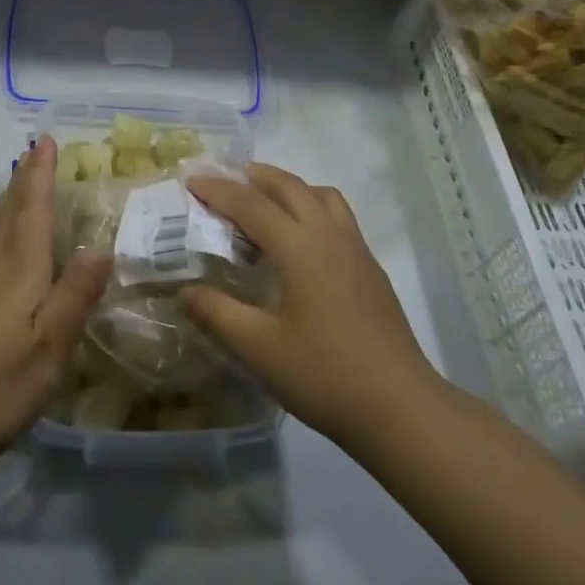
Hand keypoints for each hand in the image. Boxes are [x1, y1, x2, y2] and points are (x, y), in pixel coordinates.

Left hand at [0, 136, 109, 464]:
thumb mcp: (51, 345)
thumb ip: (76, 294)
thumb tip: (101, 246)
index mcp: (19, 270)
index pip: (33, 210)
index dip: (40, 175)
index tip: (46, 140)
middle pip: (9, 212)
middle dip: (24, 178)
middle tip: (37, 150)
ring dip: (11, 198)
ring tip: (23, 180)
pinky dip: (4, 226)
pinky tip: (6, 241)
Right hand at [182, 164, 438, 450]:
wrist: (400, 407)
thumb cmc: (324, 375)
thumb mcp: (258, 349)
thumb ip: (217, 313)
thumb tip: (184, 289)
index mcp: (299, 246)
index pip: (251, 204)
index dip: (218, 190)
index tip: (191, 181)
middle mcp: (329, 235)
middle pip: (290, 187)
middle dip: (256, 177)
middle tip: (226, 181)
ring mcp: (356, 250)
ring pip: (321, 196)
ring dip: (290, 188)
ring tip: (266, 202)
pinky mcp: (371, 269)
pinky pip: (338, 216)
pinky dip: (312, 208)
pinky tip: (302, 242)